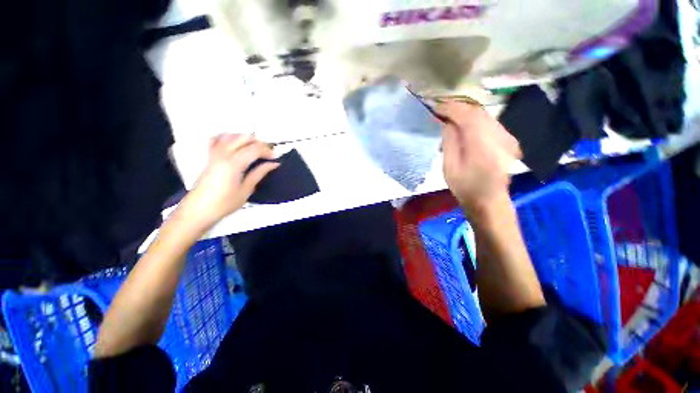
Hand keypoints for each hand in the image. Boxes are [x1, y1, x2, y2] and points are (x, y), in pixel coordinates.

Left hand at [180, 134, 278, 224]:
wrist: (199, 209)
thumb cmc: (224, 203)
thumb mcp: (246, 190)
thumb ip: (259, 173)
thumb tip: (273, 164)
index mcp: (234, 163)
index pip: (255, 149)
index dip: (268, 151)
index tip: (276, 157)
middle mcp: (223, 154)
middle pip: (245, 138)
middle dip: (259, 143)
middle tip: (268, 153)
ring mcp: (214, 153)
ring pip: (232, 135)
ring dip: (246, 139)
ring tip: (255, 149)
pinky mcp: (209, 156)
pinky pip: (217, 139)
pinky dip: (228, 137)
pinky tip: (235, 143)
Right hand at [438, 101, 521, 215]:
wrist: (489, 200)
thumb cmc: (465, 186)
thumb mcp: (449, 166)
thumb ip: (449, 141)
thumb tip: (447, 122)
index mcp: (481, 144)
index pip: (466, 116)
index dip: (450, 108)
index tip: (436, 107)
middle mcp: (498, 136)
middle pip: (477, 111)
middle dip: (458, 107)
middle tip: (441, 108)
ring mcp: (506, 137)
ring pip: (485, 114)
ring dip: (466, 111)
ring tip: (450, 114)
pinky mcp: (508, 140)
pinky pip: (490, 121)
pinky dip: (475, 118)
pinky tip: (465, 123)